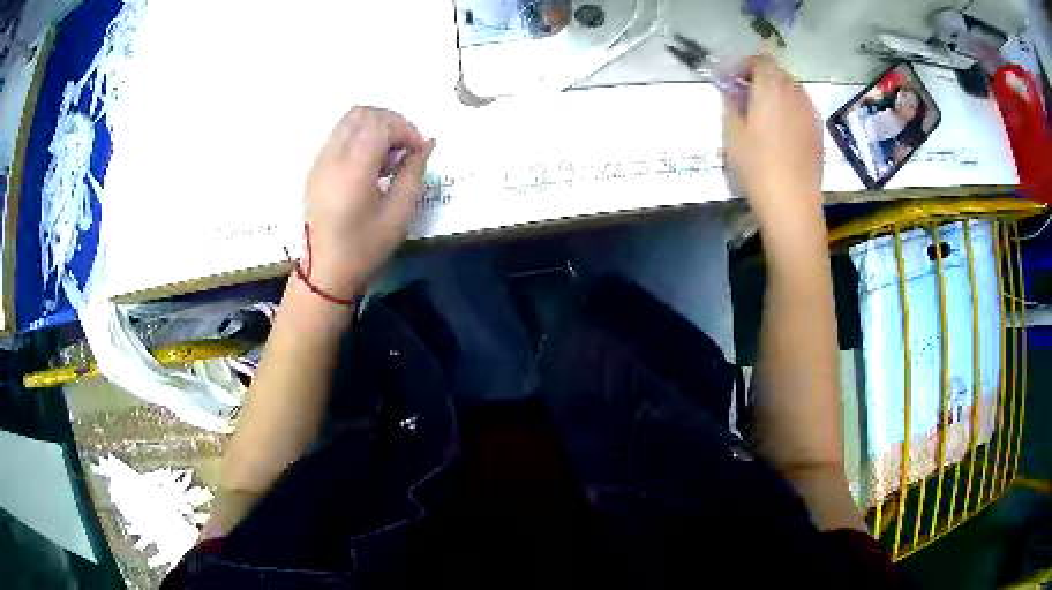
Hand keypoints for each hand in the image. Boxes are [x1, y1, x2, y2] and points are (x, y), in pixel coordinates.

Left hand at [302, 107, 434, 299]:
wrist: (325, 272)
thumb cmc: (365, 248)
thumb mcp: (399, 214)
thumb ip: (413, 173)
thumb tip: (425, 146)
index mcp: (352, 170)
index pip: (379, 124)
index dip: (405, 129)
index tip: (420, 150)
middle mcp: (332, 158)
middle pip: (361, 113)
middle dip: (390, 122)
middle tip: (406, 147)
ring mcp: (319, 161)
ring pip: (348, 121)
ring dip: (375, 127)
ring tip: (389, 156)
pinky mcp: (315, 168)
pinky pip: (339, 136)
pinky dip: (360, 138)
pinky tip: (371, 164)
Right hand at [723, 56, 821, 220]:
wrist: (793, 204)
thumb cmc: (757, 167)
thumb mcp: (732, 134)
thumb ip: (731, 103)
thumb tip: (732, 90)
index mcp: (771, 88)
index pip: (760, 60)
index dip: (745, 65)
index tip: (732, 79)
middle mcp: (794, 93)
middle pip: (778, 72)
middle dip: (760, 76)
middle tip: (744, 94)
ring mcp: (810, 112)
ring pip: (792, 89)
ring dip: (776, 91)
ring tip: (762, 111)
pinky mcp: (818, 130)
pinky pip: (802, 106)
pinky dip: (789, 107)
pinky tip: (780, 127)